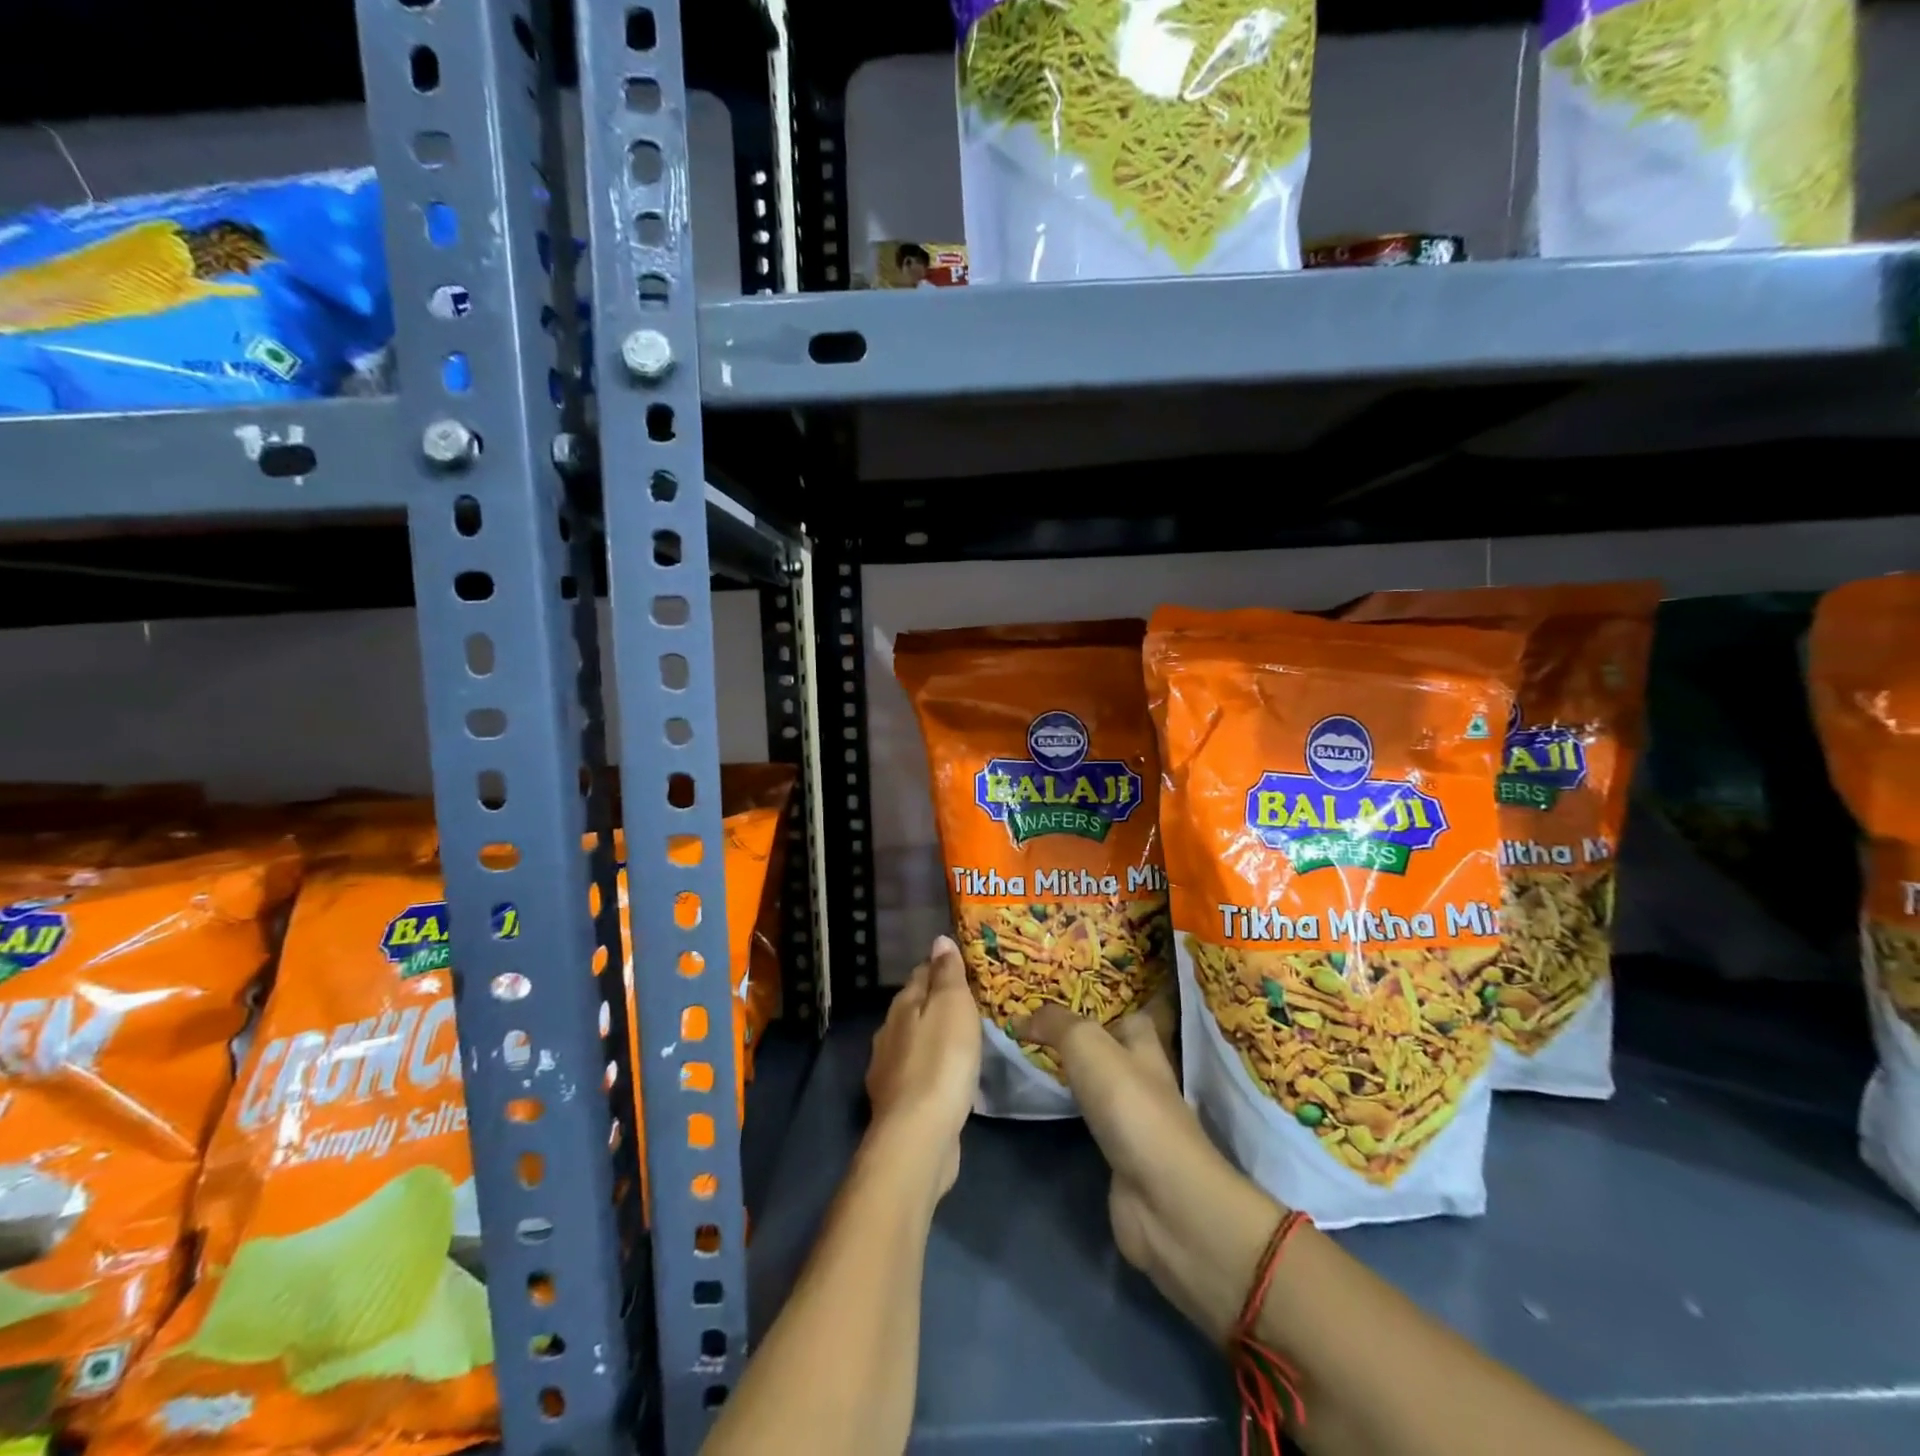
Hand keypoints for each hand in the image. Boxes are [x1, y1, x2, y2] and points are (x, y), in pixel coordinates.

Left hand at [865, 936, 980, 1195]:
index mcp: (902, 1006)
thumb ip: (946, 974)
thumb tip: (939, 940)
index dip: (941, 967)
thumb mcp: (952, 1007)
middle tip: (970, 1004)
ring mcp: (889, 1071)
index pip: (920, 974)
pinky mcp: (898, 1105)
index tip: (964, 967)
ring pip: (915, 1042)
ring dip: (934, 1038)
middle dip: (937, 1003)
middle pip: (914, 1008)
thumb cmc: (941, 1062)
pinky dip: (933, 1069)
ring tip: (963, 1039)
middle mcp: (889, 1034)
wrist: (919, 1136)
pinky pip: (919, 1074)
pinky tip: (949, 1078)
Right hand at [1019, 996, 1284, 1345]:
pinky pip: (1088, 1120)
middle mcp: (1142, 1076)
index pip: (1125, 1011)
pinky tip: (1044, 1104)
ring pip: (1097, 1083)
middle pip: (1109, 1047)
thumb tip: (1020, 1015)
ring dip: (1071, 1073)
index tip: (1057, 993)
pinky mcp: (1120, 1155)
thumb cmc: (1130, 1106)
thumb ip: (1055, 1023)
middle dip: (1077, 1036)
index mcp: (1144, 1043)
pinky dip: (1068, 1110)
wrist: (1162, 1198)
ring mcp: (1133, 1118)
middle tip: (1030, 1023)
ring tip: (1029, 1056)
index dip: (1097, 1000)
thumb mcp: (1087, 1045)